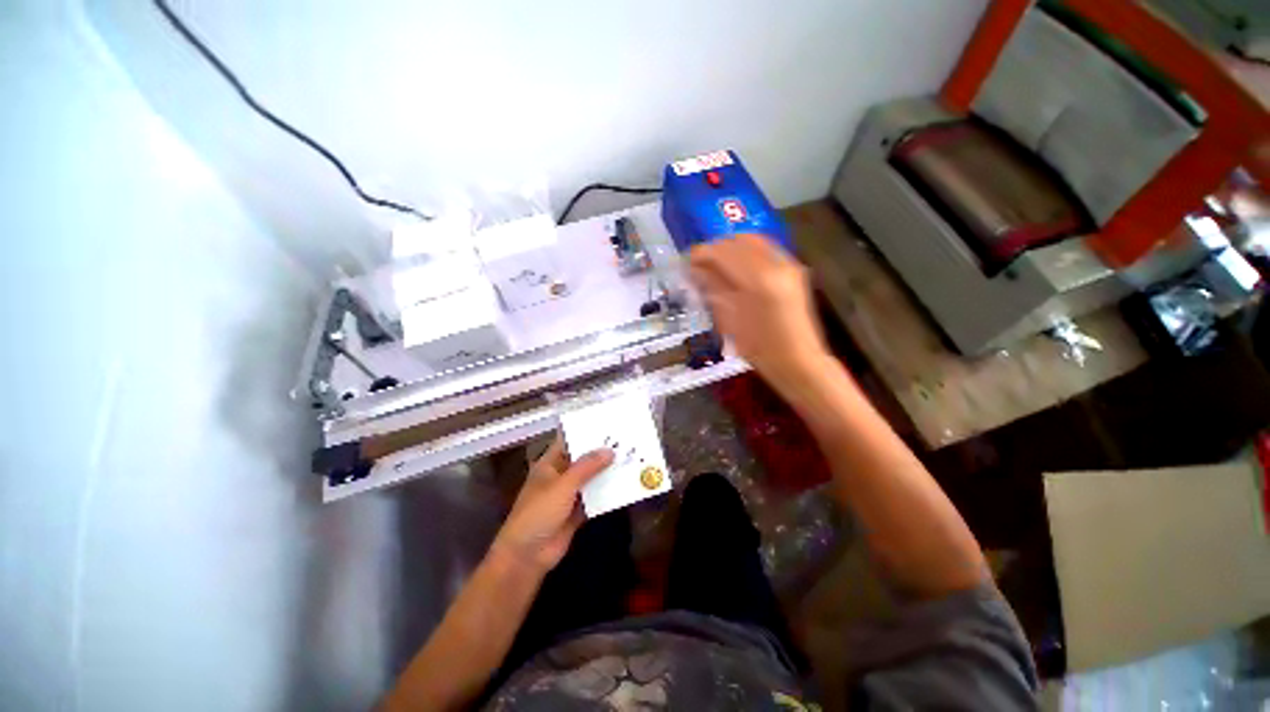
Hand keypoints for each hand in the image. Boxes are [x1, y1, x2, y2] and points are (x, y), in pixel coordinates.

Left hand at [490, 436, 613, 577]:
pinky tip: (624, 485)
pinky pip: (594, 498)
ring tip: (629, 458)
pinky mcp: (577, 513)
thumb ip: (587, 467)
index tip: (606, 423)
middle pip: (582, 460)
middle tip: (625, 440)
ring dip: (606, 472)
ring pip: (590, 479)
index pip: (568, 441)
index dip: (584, 432)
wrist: (527, 556)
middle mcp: (560, 476)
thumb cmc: (539, 512)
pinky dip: (606, 493)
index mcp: (550, 464)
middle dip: (600, 452)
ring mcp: (568, 495)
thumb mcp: (563, 485)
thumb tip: (609, 450)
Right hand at [689, 234, 830, 394]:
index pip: (723, 252)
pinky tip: (737, 270)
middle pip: (739, 240)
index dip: (702, 253)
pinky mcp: (794, 269)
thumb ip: (713, 289)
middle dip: (716, 248)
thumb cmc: (759, 349)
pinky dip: (746, 253)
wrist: (798, 360)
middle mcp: (776, 265)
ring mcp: (789, 264)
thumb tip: (696, 270)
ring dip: (731, 249)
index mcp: (757, 281)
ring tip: (716, 266)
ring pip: (753, 241)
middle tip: (700, 264)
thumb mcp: (729, 321)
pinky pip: (765, 250)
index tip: (688, 262)